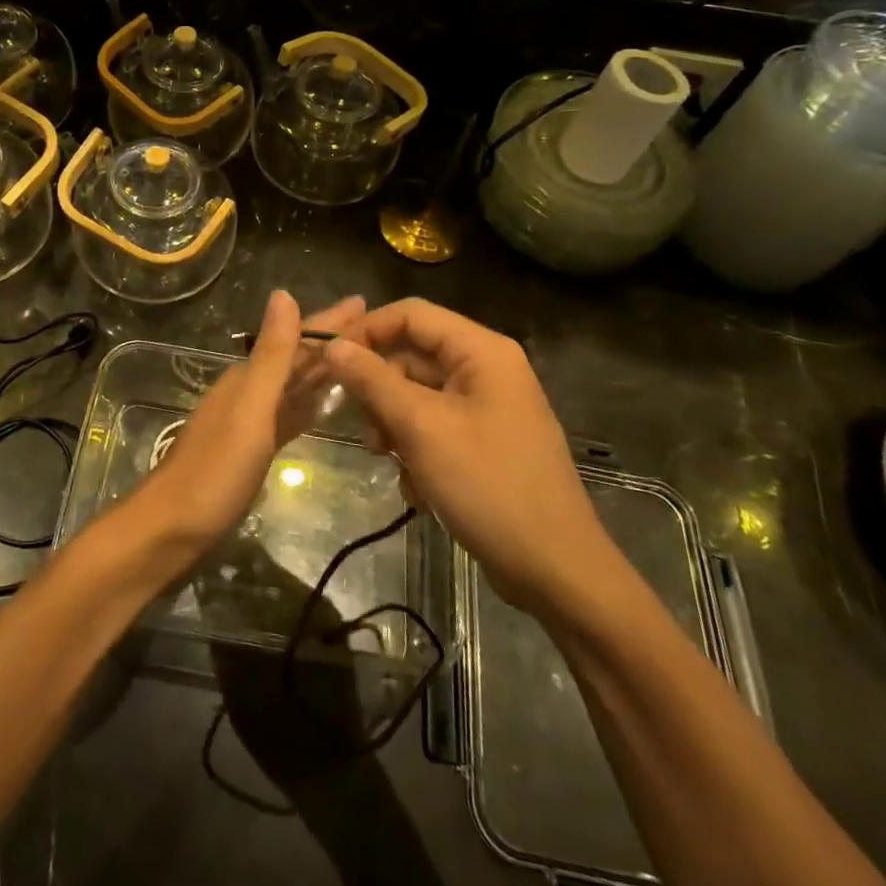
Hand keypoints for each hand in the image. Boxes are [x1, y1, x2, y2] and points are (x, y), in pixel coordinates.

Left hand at [119, 291, 364, 557]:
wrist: (172, 530)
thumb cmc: (214, 471)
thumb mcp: (250, 410)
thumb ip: (271, 356)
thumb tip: (283, 293)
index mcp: (249, 378)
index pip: (296, 338)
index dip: (329, 322)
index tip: (363, 302)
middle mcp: (249, 392)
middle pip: (297, 359)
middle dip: (332, 342)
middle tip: (373, 328)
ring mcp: (250, 422)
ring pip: (294, 386)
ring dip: (323, 371)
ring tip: (358, 360)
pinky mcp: (252, 451)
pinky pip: (288, 417)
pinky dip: (307, 405)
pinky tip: (323, 406)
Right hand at [325, 299, 615, 615]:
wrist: (556, 571)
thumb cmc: (488, 485)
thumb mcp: (421, 427)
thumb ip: (372, 380)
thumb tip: (333, 344)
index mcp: (481, 351)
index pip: (410, 314)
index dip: (366, 330)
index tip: (329, 361)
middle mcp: (486, 369)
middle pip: (412, 356)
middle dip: (381, 391)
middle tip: (366, 430)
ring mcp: (487, 407)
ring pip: (418, 395)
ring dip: (394, 425)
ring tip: (390, 461)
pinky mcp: (485, 442)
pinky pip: (434, 427)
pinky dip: (416, 450)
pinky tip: (418, 488)